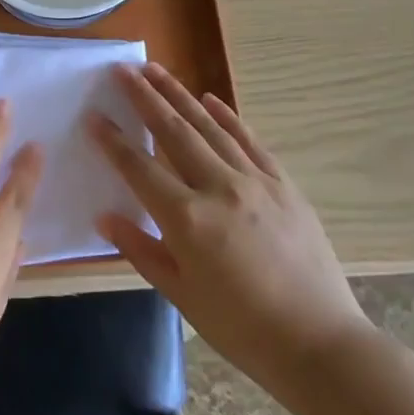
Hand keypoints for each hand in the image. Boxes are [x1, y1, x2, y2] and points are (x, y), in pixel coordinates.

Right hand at [92, 63, 370, 396]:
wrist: (320, 344)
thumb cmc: (242, 329)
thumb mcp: (182, 296)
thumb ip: (141, 250)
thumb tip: (105, 217)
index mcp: (187, 220)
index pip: (139, 168)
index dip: (112, 141)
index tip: (93, 115)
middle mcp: (218, 188)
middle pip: (172, 132)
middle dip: (144, 97)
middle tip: (123, 70)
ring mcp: (254, 181)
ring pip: (208, 126)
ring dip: (179, 95)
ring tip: (156, 70)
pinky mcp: (283, 183)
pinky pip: (249, 140)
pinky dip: (226, 116)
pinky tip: (209, 99)